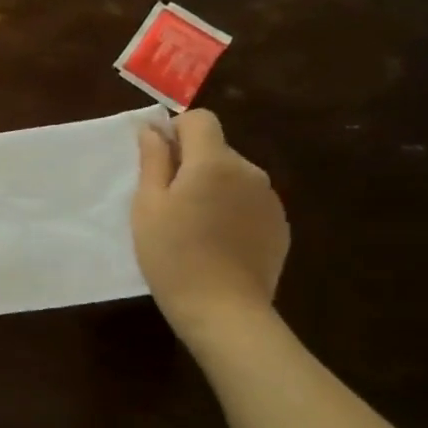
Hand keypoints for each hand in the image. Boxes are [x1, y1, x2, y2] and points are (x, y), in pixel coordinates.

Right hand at [132, 110, 288, 340]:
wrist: (222, 308)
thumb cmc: (172, 253)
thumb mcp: (147, 205)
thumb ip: (153, 161)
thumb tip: (153, 129)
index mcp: (214, 162)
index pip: (200, 120)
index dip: (176, 131)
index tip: (159, 160)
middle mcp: (249, 172)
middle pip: (216, 149)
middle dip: (192, 164)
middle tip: (167, 202)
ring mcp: (269, 199)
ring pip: (233, 176)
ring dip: (212, 187)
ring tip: (192, 225)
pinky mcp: (279, 225)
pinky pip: (248, 202)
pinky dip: (231, 210)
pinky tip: (216, 242)